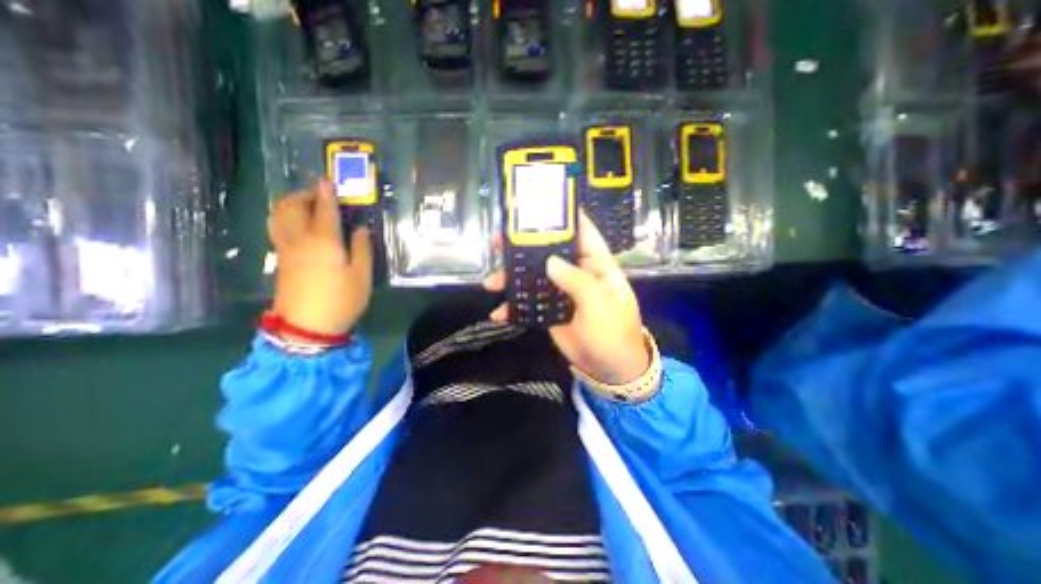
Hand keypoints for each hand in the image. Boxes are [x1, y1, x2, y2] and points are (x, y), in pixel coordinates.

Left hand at [269, 177, 372, 337]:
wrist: (308, 326)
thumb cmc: (342, 300)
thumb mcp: (362, 275)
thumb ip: (362, 249)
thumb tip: (361, 229)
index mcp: (324, 241)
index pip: (324, 210)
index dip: (326, 193)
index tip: (327, 179)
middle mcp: (300, 239)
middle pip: (292, 207)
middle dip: (304, 195)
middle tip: (320, 195)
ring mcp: (286, 249)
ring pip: (278, 216)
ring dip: (289, 204)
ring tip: (306, 205)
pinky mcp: (280, 260)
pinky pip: (278, 228)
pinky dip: (284, 217)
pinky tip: (297, 224)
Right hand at [483, 212, 647, 385]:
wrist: (609, 369)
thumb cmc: (613, 333)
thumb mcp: (599, 305)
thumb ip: (576, 281)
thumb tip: (549, 262)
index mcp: (596, 264)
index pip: (582, 232)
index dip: (564, 217)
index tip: (539, 206)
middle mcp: (577, 272)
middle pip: (549, 252)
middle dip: (524, 248)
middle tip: (498, 243)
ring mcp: (561, 291)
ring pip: (534, 277)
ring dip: (512, 278)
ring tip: (490, 282)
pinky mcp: (550, 310)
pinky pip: (529, 302)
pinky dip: (514, 307)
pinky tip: (498, 313)